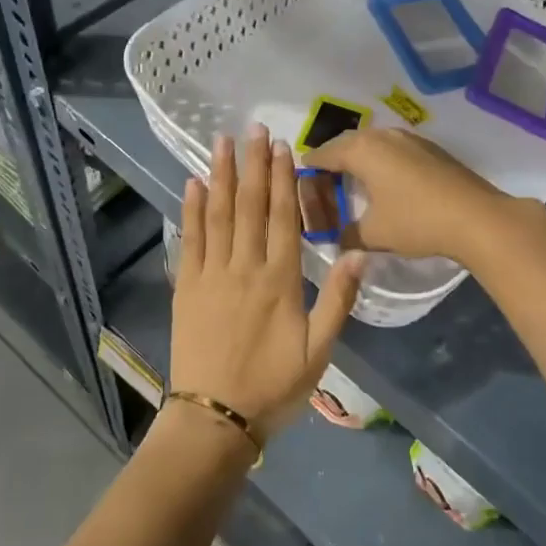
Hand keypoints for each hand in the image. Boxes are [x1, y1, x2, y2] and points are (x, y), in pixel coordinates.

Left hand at [169, 126, 364, 440]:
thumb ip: (338, 300)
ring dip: (222, 175)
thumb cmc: (273, 386)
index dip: (283, 179)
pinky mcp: (186, 286)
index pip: (283, 217)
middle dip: (253, 164)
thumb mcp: (319, 351)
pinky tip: (193, 184)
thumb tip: (358, 251)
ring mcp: (211, 274)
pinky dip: (191, 209)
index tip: (282, 147)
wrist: (215, 417)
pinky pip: (190, 239)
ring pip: (218, 214)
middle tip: (253, 128)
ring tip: (222, 142)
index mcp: (280, 280)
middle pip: (251, 206)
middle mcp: (245, 267)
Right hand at [305, 127, 535, 265]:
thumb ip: (347, 236)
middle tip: (324, 183)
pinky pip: (393, 149)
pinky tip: (386, 182)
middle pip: (346, 143)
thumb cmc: (417, 221)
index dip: (309, 168)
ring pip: (372, 143)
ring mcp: (409, 138)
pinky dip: (381, 161)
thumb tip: (337, 241)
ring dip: (359, 159)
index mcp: (361, 150)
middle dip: (332, 160)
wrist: (477, 217)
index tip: (300, 181)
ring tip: (353, 182)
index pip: (323, 154)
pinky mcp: (430, 148)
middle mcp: (381, 135)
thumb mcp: (374, 235)